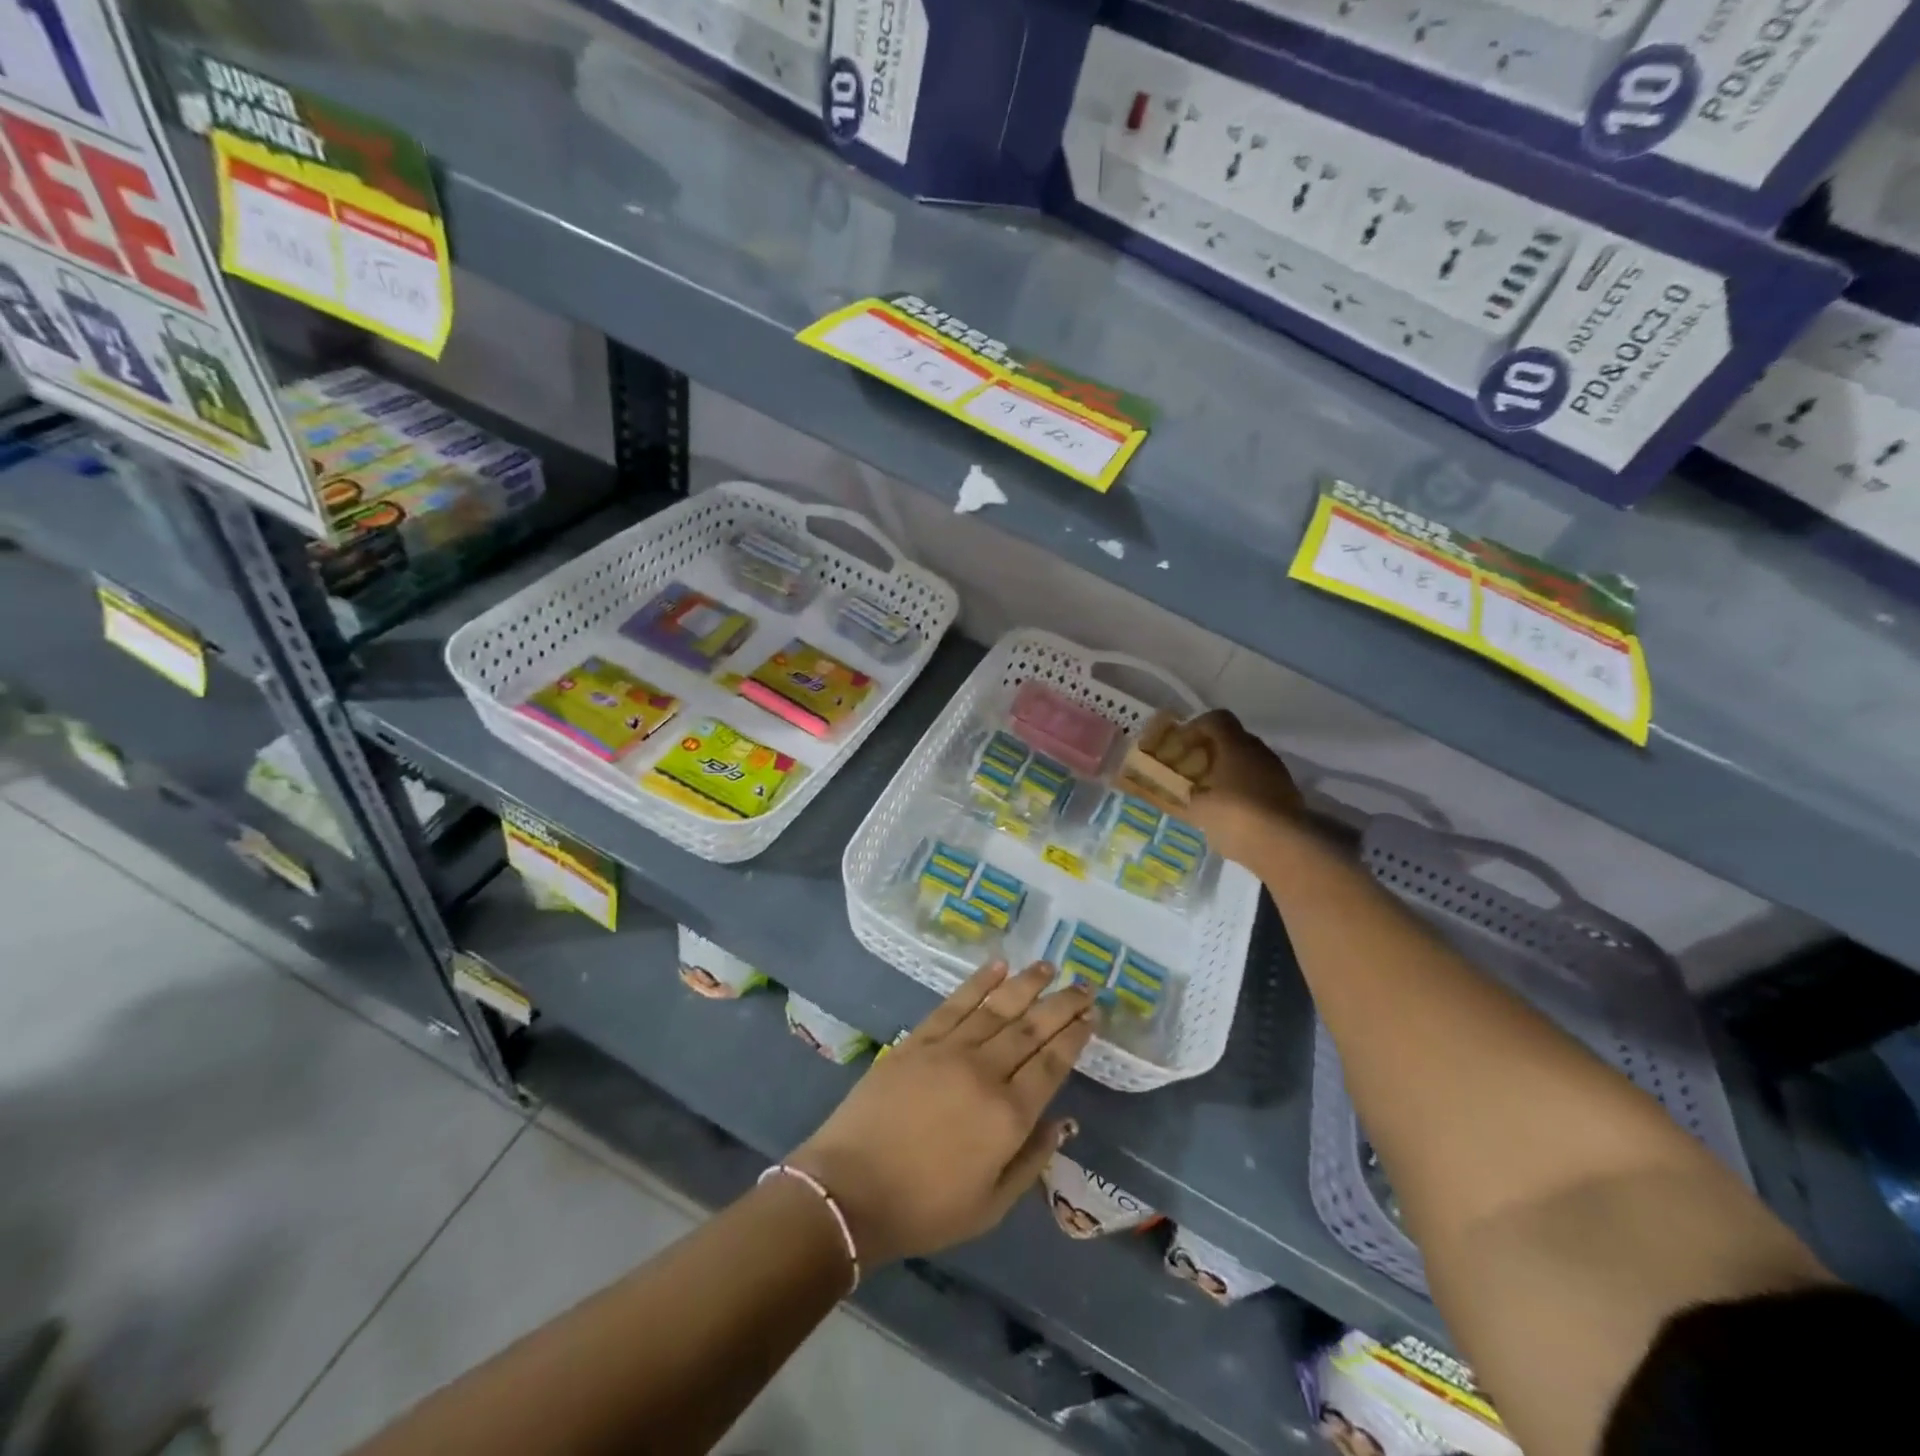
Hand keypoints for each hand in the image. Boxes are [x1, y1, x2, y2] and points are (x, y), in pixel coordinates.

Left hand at [789, 961, 1093, 1266]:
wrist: (849, 1191)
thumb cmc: (924, 1209)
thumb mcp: (991, 1206)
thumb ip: (1031, 1160)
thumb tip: (1063, 1121)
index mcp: (1008, 1116)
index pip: (1052, 1064)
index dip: (1074, 1037)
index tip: (1092, 1016)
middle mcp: (985, 1073)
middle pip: (1032, 1029)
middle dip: (1062, 1004)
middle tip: (1085, 985)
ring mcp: (949, 1050)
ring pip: (998, 1008)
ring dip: (1027, 984)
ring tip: (1049, 966)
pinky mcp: (917, 1040)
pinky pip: (955, 1003)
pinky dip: (978, 982)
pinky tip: (997, 966)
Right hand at [1133, 709, 1305, 866]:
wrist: (1284, 845)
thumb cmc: (1234, 815)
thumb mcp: (1198, 808)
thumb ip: (1188, 796)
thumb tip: (1188, 792)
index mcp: (1235, 745)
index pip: (1216, 719)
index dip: (1195, 728)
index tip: (1180, 746)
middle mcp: (1259, 751)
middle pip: (1232, 739)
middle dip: (1211, 751)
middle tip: (1192, 769)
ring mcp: (1277, 771)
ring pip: (1247, 761)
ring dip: (1228, 771)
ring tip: (1210, 792)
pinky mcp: (1287, 793)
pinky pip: (1258, 782)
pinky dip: (1243, 789)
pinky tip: (1230, 810)